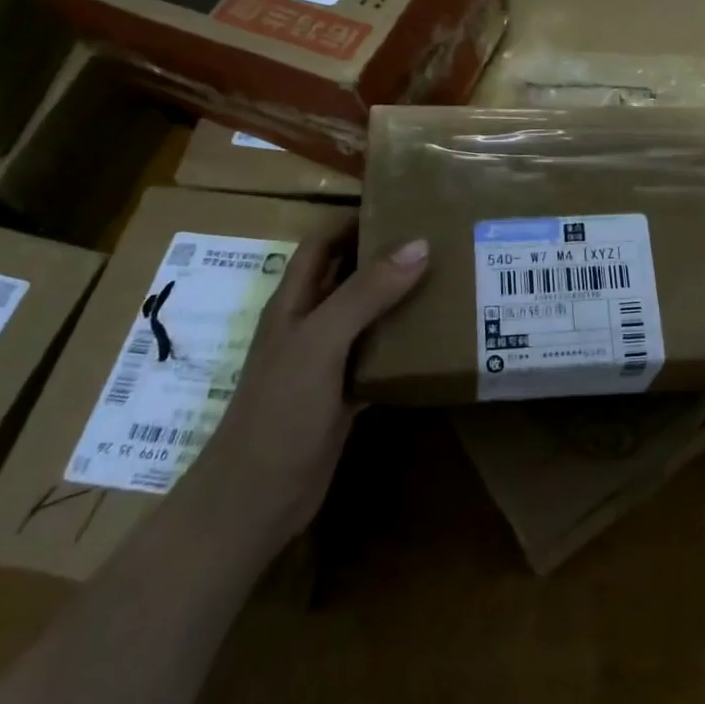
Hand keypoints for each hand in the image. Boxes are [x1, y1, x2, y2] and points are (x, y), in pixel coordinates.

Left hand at [201, 219, 428, 530]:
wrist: (255, 501)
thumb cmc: (279, 411)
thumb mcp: (320, 342)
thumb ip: (366, 294)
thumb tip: (419, 244)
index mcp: (294, 302)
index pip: (324, 243)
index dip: (354, 218)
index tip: (402, 203)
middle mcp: (311, 323)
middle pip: (350, 275)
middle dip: (387, 254)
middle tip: (439, 237)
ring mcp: (327, 360)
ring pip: (369, 315)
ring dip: (401, 298)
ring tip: (449, 277)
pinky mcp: (345, 392)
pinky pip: (380, 355)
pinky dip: (405, 344)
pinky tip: (439, 338)